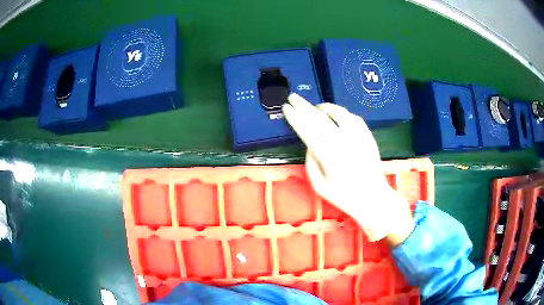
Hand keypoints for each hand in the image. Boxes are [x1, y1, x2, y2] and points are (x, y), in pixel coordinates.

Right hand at [282, 93, 413, 244]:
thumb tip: (309, 144)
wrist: (373, 197)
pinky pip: (353, 118)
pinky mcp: (367, 136)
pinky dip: (342, 113)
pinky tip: (337, 115)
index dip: (295, 117)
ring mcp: (357, 137)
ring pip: (338, 113)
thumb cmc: (344, 196)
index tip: (286, 108)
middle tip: (293, 97)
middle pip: (318, 118)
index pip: (306, 130)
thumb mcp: (319, 186)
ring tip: (316, 106)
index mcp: (327, 155)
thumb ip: (310, 163)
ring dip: (324, 107)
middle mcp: (341, 141)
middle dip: (303, 106)